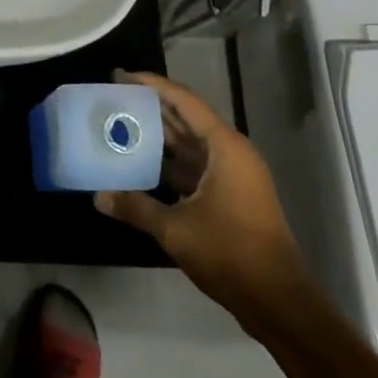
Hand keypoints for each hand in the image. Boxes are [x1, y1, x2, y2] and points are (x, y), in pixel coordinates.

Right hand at [95, 70, 311, 332]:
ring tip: (121, 125)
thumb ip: (136, 207)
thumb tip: (98, 196)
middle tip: (114, 97)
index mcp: (225, 148)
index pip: (185, 101)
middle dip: (152, 107)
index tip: (121, 76)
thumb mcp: (176, 229)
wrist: (278, 302)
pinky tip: (141, 164)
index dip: (153, 85)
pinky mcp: (231, 195)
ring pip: (191, 143)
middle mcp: (232, 154)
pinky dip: (169, 161)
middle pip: (187, 118)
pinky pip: (195, 165)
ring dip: (159, 135)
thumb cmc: (230, 253)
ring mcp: (234, 175)